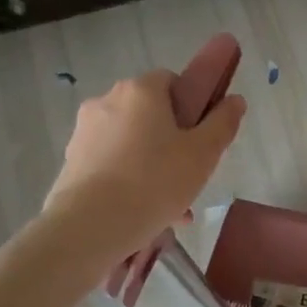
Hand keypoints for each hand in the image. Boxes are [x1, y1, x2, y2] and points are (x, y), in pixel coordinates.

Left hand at [43, 70, 245, 255]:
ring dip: (151, 162)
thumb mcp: (203, 153)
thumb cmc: (155, 181)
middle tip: (189, 172)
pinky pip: (111, 163)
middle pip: (149, 112)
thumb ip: (223, 123)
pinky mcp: (71, 161)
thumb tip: (235, 99)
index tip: (200, 135)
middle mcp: (107, 101)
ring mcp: (84, 131)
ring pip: (130, 141)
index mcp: (140, 91)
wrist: (89, 226)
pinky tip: (145, 212)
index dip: (191, 104)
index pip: (171, 80)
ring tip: (170, 203)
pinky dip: (129, 178)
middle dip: (171, 138)